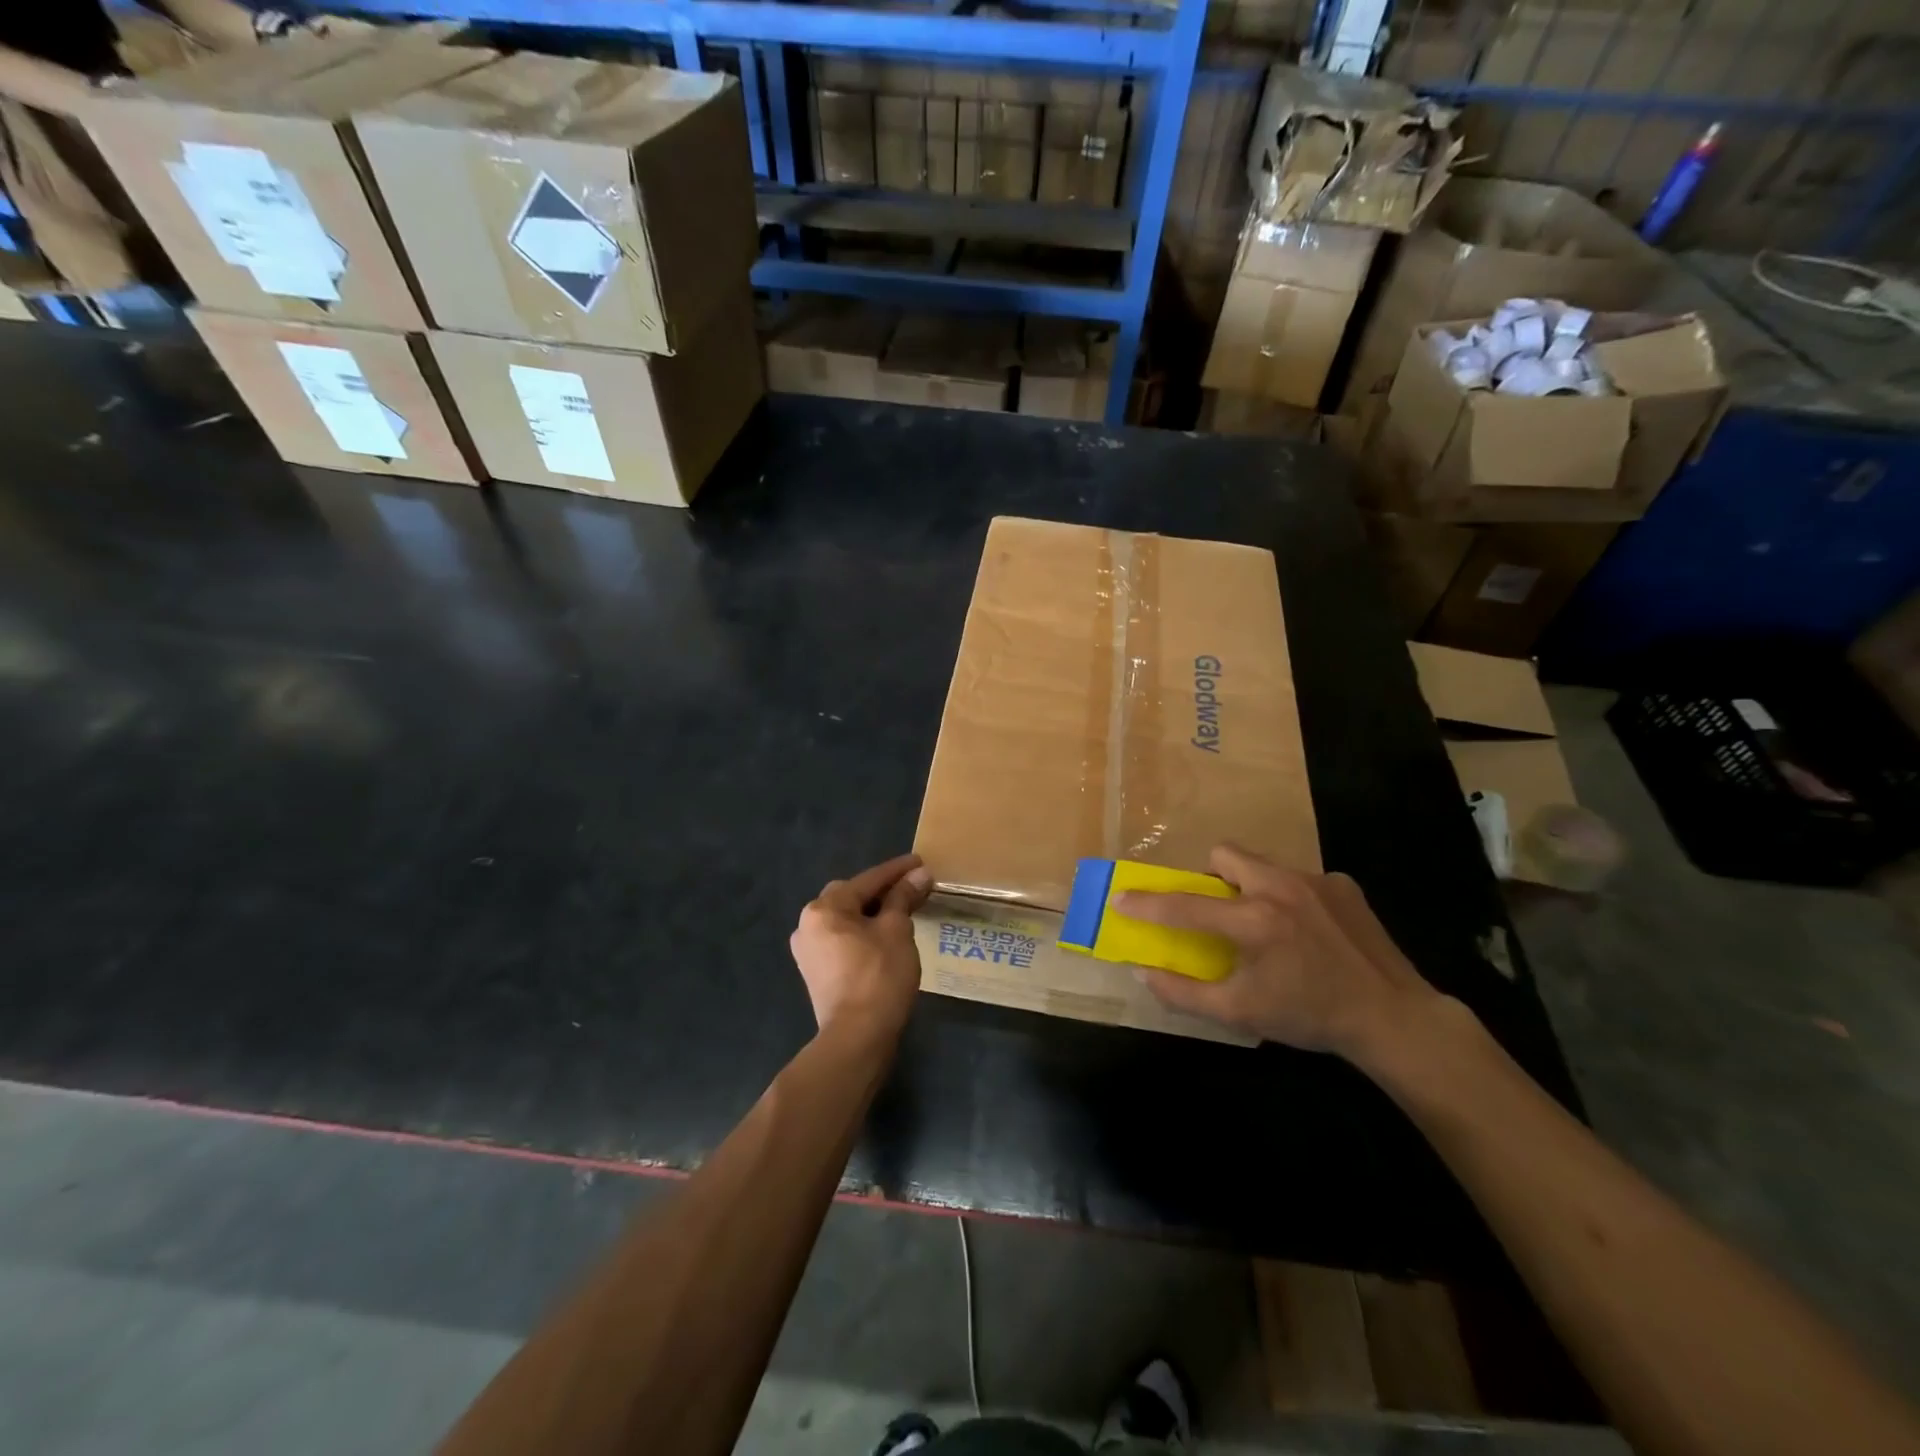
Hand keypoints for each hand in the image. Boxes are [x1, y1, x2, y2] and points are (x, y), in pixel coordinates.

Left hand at [790, 854, 932, 1040]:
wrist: (856, 1037)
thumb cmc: (879, 976)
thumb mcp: (897, 930)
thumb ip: (904, 898)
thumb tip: (919, 874)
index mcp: (824, 908)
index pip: (867, 880)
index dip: (897, 870)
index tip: (920, 862)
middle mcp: (808, 924)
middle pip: (851, 896)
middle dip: (881, 891)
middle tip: (910, 888)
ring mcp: (808, 951)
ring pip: (845, 920)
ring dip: (872, 913)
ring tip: (901, 911)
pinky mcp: (815, 973)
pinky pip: (842, 940)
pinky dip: (862, 933)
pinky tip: (883, 937)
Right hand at [1112, 844, 1441, 1061]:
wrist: (1394, 1018)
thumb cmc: (1310, 1016)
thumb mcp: (1240, 1014)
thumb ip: (1184, 993)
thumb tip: (1142, 972)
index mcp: (1253, 921)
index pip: (1185, 906)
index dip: (1147, 903)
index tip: (1122, 898)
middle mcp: (1281, 887)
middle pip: (1225, 853)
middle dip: (1210, 875)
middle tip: (1218, 909)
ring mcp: (1316, 880)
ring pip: (1263, 864)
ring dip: (1251, 886)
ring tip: (1268, 924)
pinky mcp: (1343, 884)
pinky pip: (1300, 879)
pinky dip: (1292, 898)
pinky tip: (1309, 931)